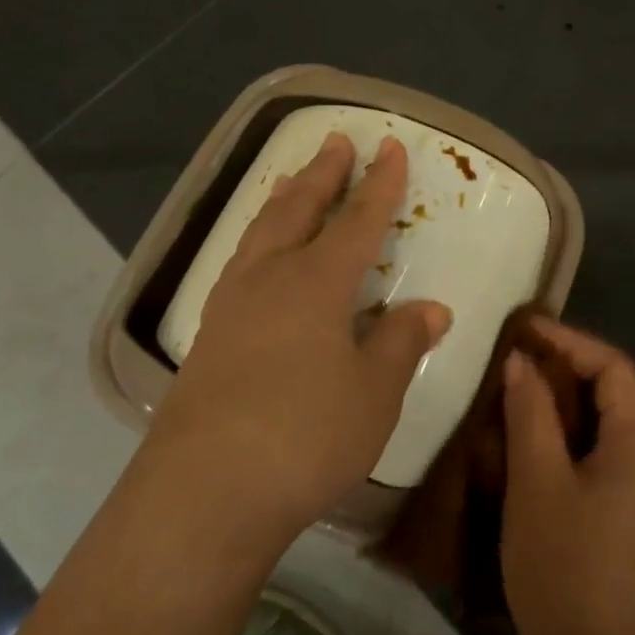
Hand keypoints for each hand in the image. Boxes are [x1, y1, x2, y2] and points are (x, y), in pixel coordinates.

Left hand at [151, 132, 450, 557]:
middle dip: (322, 174)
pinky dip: (258, 240)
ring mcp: (230, 307)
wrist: (203, 494)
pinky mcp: (207, 338)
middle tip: (336, 140)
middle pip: (298, 210)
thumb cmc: (305, 436)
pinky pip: (239, 264)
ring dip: (284, 199)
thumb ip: (400, 343)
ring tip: (293, 180)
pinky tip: (257, 258)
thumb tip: (431, 308)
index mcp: (316, 283)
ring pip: (260, 233)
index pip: (358, 220)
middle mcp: (269, 280)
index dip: (378, 183)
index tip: (389, 146)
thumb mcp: (373, 392)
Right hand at [500, 318, 634, 634]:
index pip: (613, 367)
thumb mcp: (537, 481)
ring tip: (522, 387)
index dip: (568, 342)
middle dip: (567, 367)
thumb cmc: (564, 565)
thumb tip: (521, 362)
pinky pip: (609, 449)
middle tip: (518, 356)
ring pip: (610, 420)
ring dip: (569, 399)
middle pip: (616, 390)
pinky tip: (539, 435)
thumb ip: (530, 412)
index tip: (525, 330)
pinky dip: (575, 431)